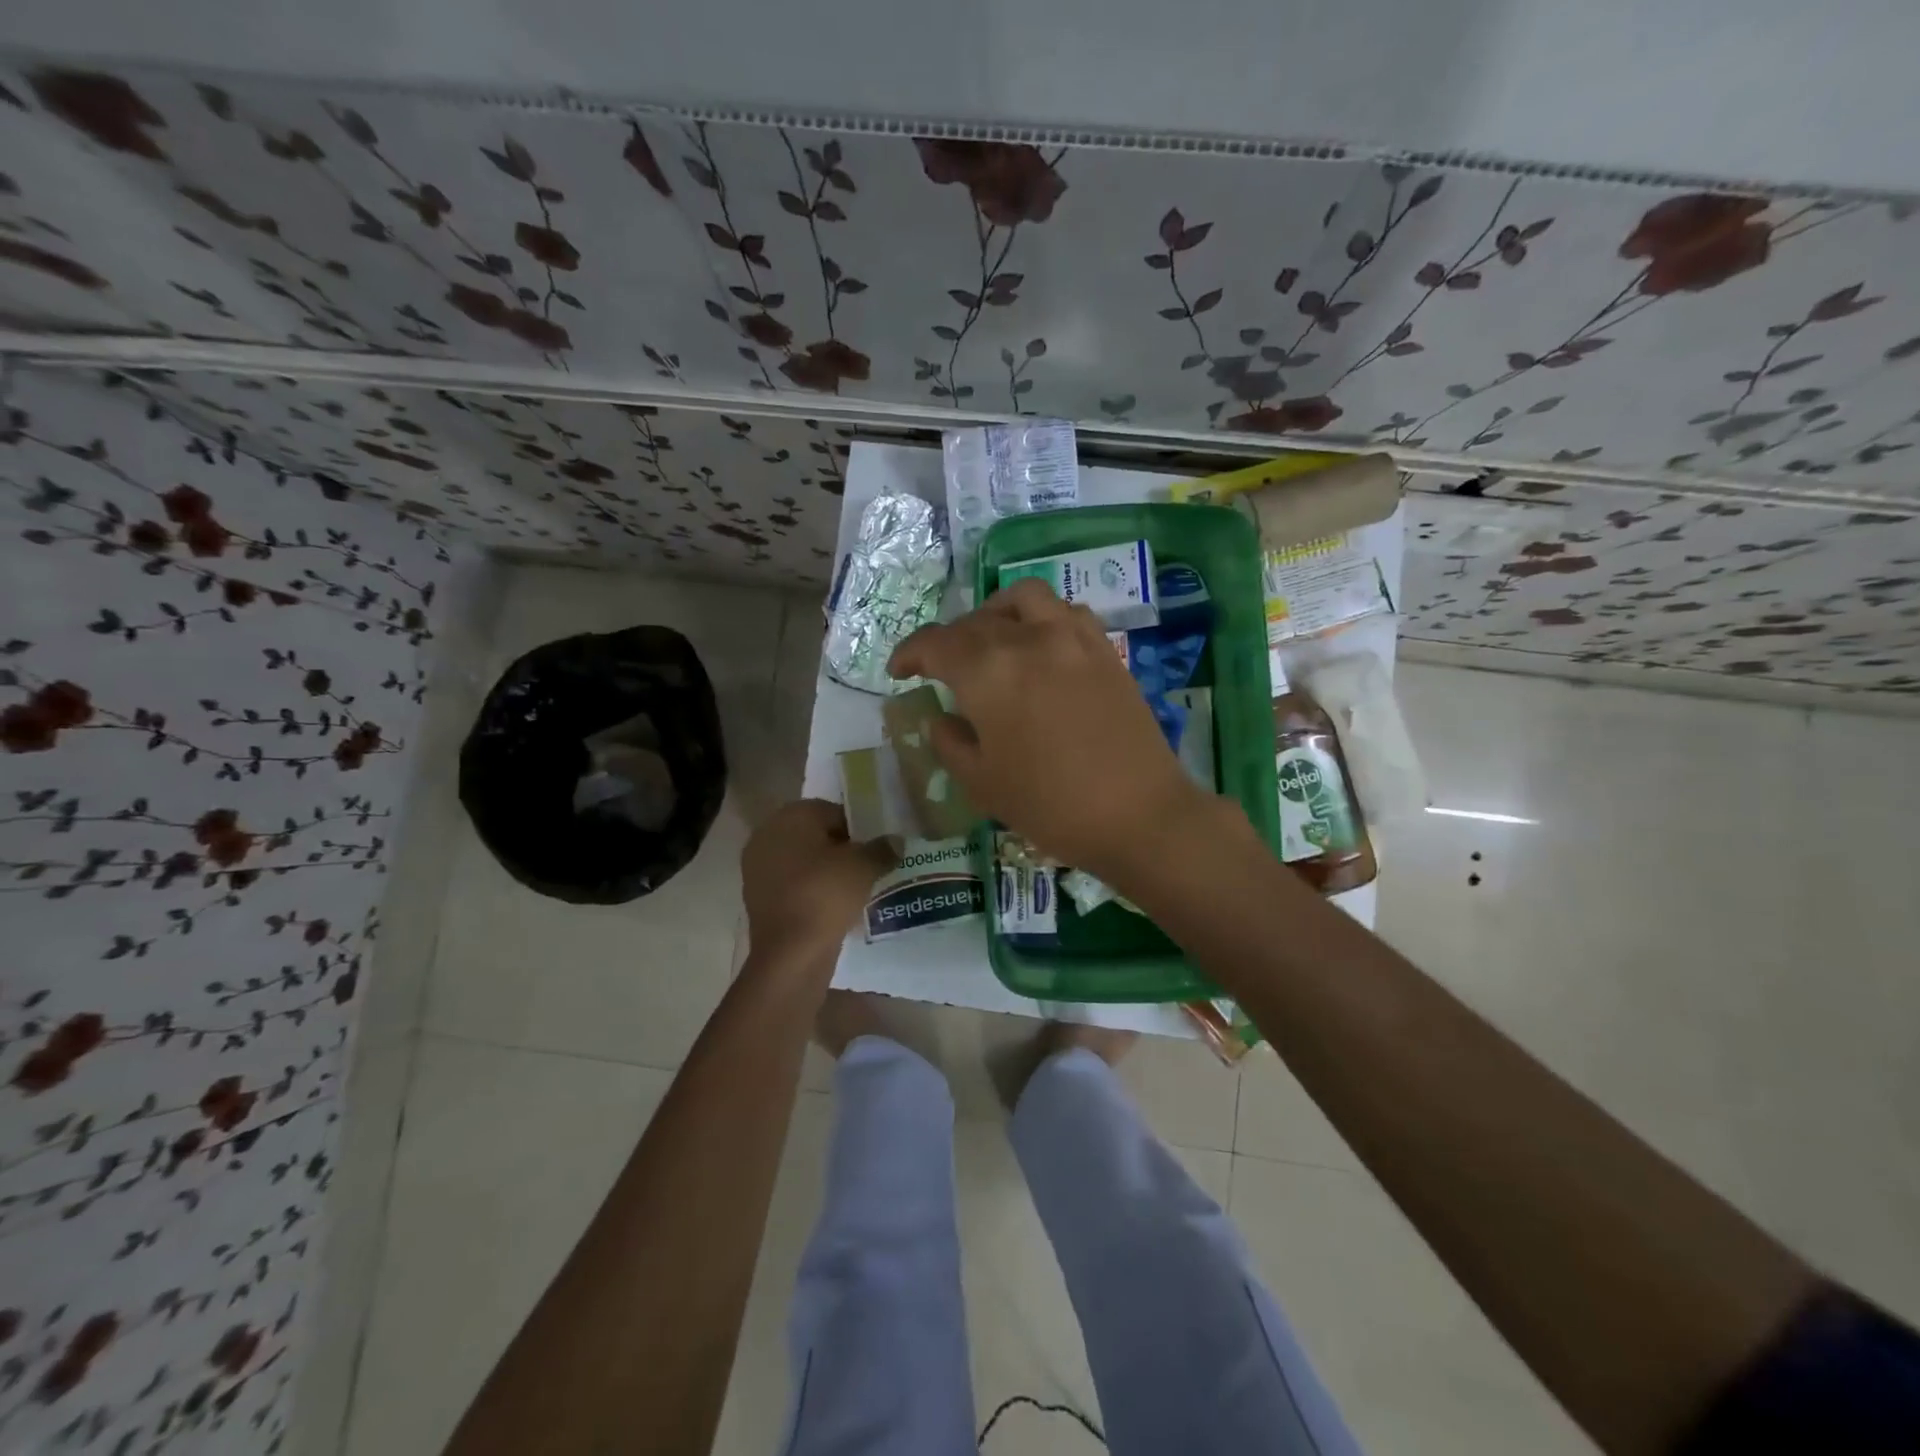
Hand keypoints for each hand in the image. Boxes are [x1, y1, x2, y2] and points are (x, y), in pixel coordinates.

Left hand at [741, 800, 897, 962]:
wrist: (790, 952)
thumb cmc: (825, 894)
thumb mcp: (865, 866)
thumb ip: (882, 848)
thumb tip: (895, 842)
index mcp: (790, 816)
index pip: (833, 811)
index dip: (858, 829)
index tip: (875, 850)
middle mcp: (767, 834)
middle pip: (815, 835)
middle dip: (841, 849)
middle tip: (868, 868)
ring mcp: (758, 867)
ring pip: (803, 861)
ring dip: (826, 871)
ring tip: (854, 889)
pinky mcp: (757, 897)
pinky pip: (793, 885)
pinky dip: (812, 891)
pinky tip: (833, 907)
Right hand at [888, 578, 1208, 883]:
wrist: (1138, 814)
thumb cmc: (1050, 805)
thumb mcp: (981, 784)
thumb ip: (950, 743)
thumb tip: (939, 718)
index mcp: (987, 672)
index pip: (935, 644)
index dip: (910, 653)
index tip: (899, 671)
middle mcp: (1027, 640)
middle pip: (975, 621)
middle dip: (949, 641)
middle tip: (941, 669)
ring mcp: (1071, 639)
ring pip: (1023, 599)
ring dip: (996, 612)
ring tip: (991, 640)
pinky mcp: (1104, 650)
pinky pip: (1066, 612)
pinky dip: (1042, 617)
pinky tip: (1040, 646)